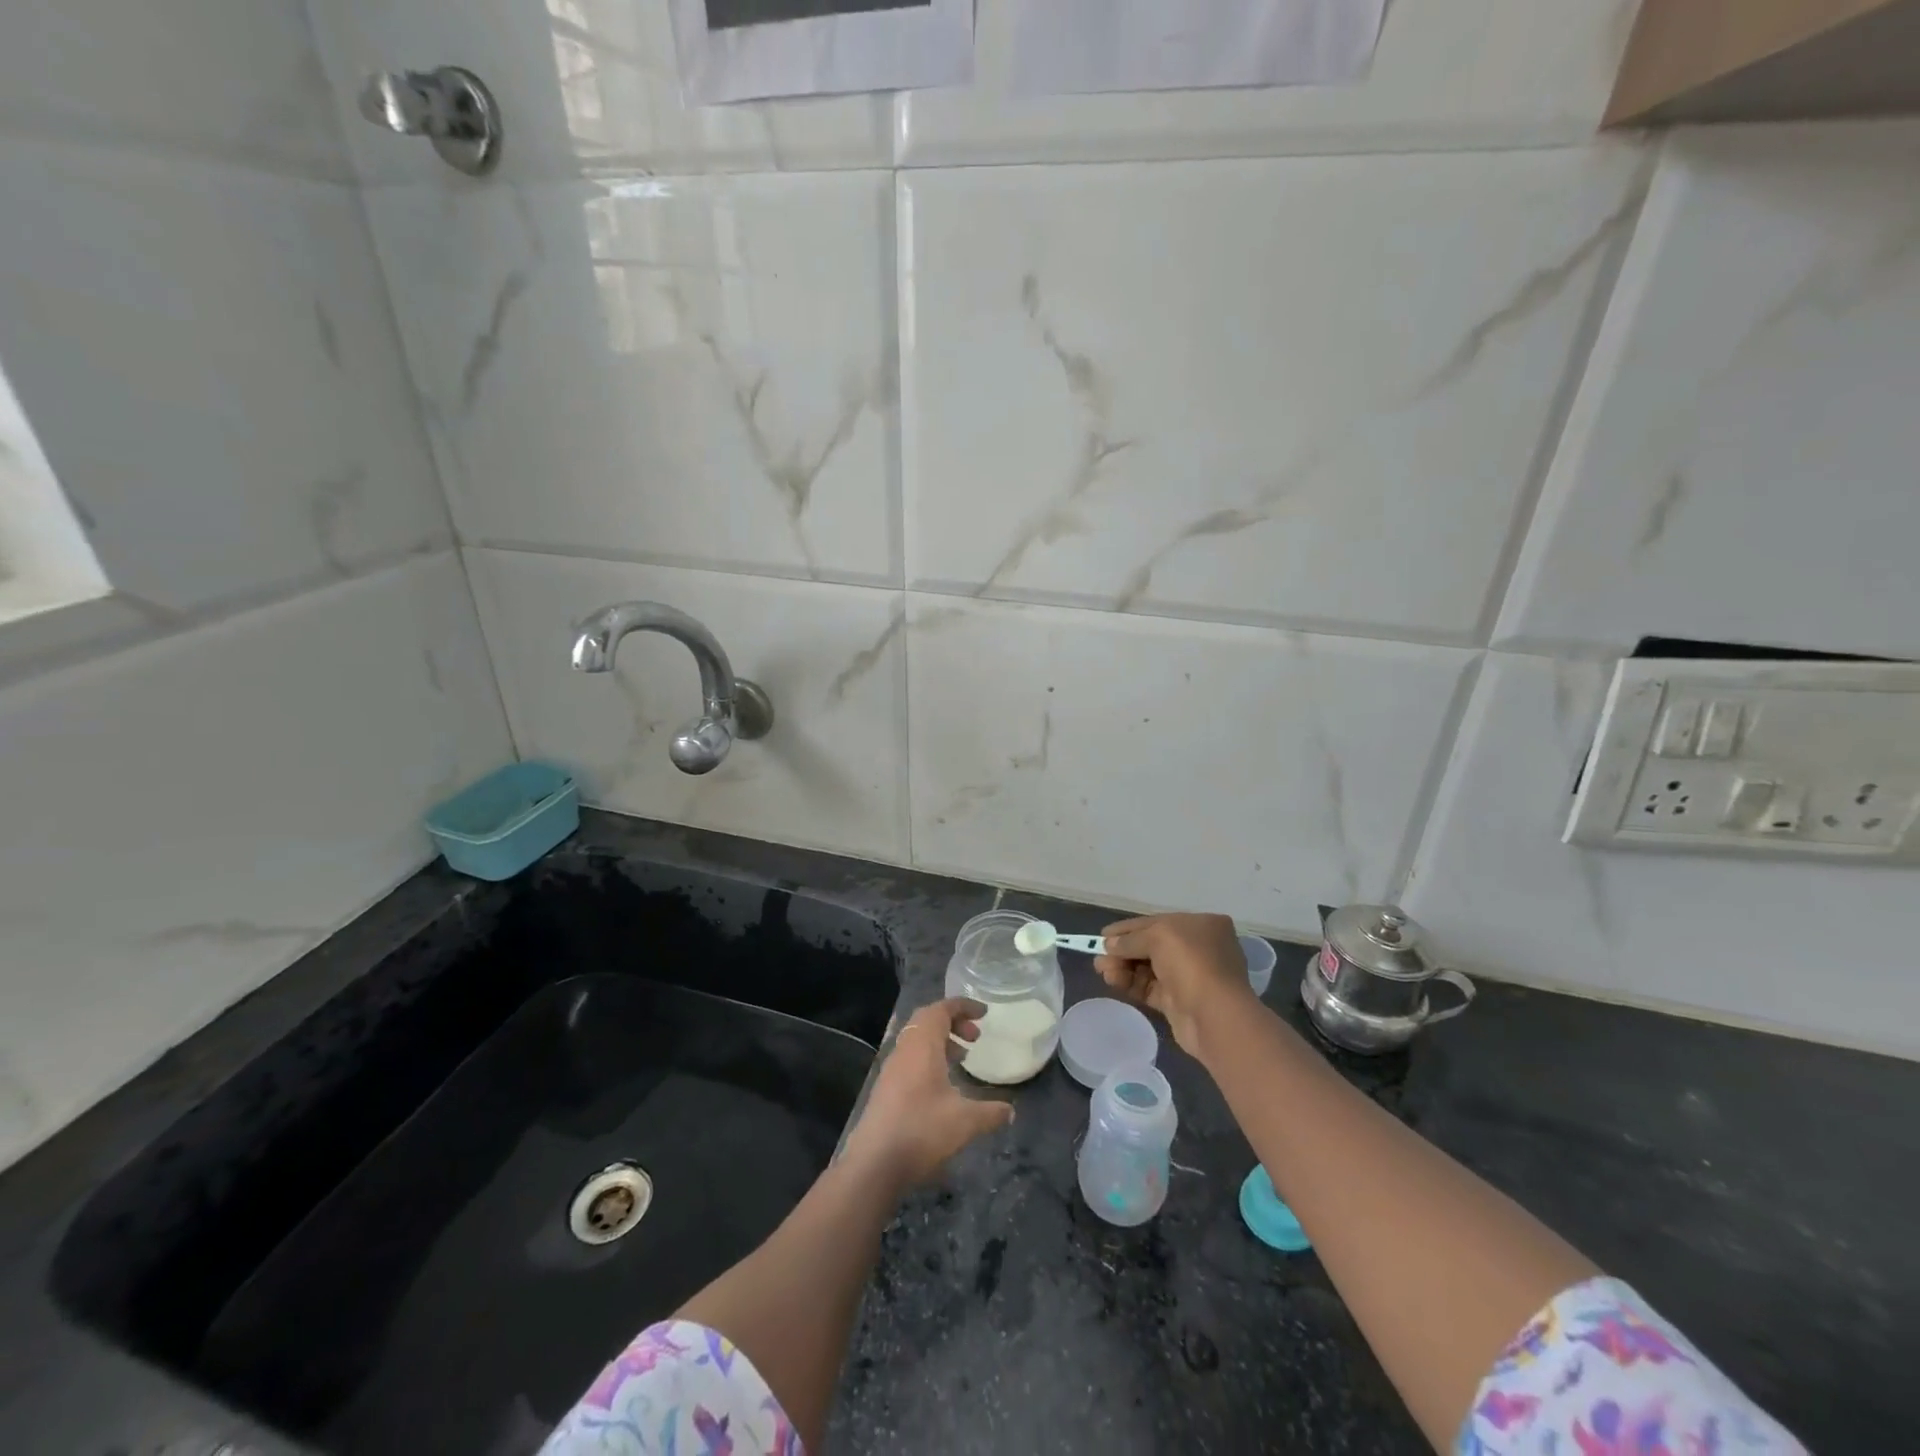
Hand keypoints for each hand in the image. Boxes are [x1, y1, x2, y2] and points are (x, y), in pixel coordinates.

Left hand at [843, 998, 1014, 1187]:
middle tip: (975, 1037)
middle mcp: (905, 1049)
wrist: (874, 1163)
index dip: (963, 1006)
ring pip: (918, 1040)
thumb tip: (1010, 1111)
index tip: (984, 1013)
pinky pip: (911, 1058)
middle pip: (927, 1020)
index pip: (941, 1009)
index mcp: (922, 1045)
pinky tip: (944, 1085)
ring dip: (941, 1041)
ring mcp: (892, 1068)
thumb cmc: (921, 1130)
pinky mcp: (886, 1088)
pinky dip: (930, 1058)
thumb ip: (990, 1112)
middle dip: (953, 1021)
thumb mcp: (965, 1122)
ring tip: (963, 1058)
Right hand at [1095, 912, 1257, 1059]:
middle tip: (1098, 956)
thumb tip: (1109, 944)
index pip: (1158, 922)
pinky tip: (1112, 981)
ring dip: (1123, 966)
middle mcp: (1198, 948)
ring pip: (1148, 967)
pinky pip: (1149, 988)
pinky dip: (1130, 983)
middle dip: (1123, 950)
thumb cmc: (1191, 962)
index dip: (1129, 928)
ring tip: (1101, 970)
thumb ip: (1130, 939)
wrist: (1214, 1015)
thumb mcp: (1158, 936)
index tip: (1103, 934)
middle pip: (1151, 945)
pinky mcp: (1179, 1001)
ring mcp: (1189, 976)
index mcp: (1202, 925)